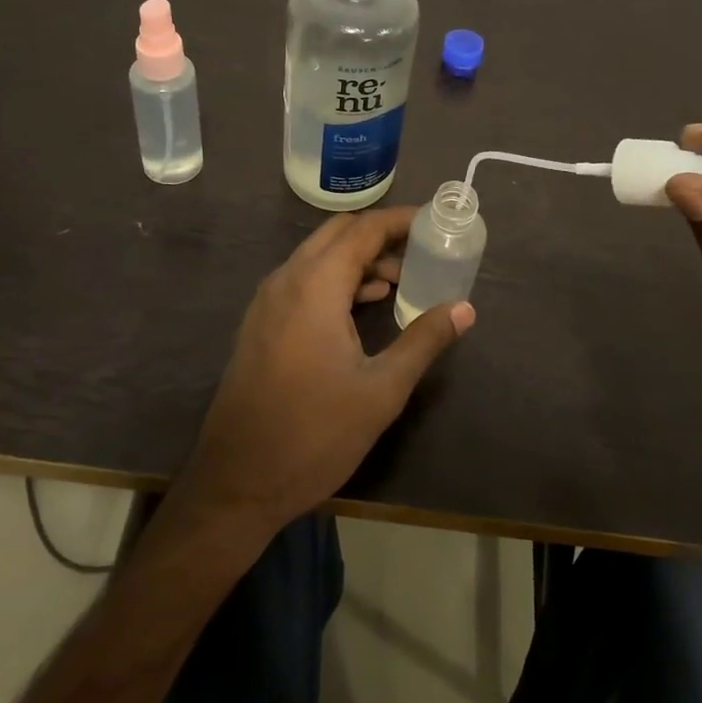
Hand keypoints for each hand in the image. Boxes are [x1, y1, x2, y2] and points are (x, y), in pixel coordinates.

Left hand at [175, 207, 474, 534]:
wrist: (237, 482)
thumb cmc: (314, 434)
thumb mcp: (381, 390)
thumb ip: (423, 341)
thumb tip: (464, 309)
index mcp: (315, 286)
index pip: (363, 230)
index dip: (400, 220)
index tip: (433, 222)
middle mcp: (287, 280)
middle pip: (338, 234)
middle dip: (380, 235)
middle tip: (420, 251)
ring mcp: (268, 300)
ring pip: (318, 256)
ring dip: (358, 258)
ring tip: (400, 281)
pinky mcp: (261, 322)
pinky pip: (303, 279)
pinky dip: (336, 279)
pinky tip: (362, 306)